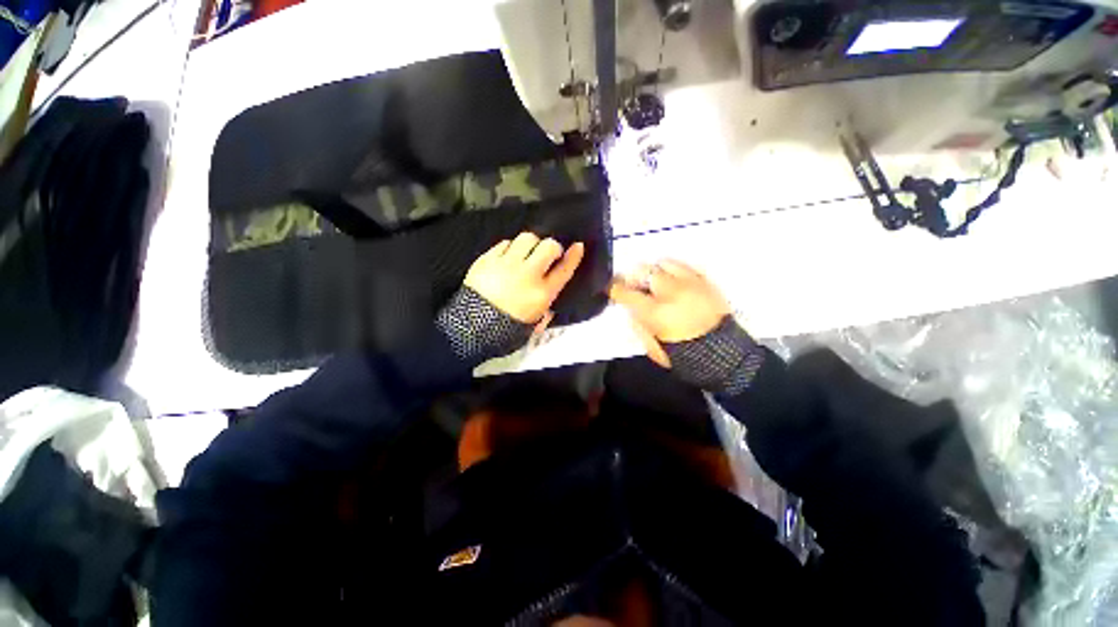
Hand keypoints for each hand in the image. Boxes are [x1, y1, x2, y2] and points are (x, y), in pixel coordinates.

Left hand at [464, 232, 584, 324]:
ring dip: (531, 244)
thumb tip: (549, 301)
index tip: (578, 246)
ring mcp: (506, 265)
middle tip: (547, 254)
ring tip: (526, 252)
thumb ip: (544, 312)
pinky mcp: (487, 259)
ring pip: (527, 238)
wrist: (470, 328)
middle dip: (552, 247)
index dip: (573, 256)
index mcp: (541, 294)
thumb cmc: (504, 330)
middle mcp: (527, 275)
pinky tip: (507, 256)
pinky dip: (510, 247)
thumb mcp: (532, 326)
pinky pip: (504, 243)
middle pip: (548, 246)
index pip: (564, 270)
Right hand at [609, 260, 730, 366]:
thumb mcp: (652, 347)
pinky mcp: (706, 282)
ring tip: (655, 282)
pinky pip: (685, 266)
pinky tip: (674, 281)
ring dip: (655, 271)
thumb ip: (638, 325)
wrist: (724, 354)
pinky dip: (674, 270)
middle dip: (634, 276)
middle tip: (633, 285)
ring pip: (664, 262)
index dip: (614, 288)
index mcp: (654, 311)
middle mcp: (670, 292)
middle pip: (644, 270)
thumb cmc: (684, 355)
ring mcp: (690, 284)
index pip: (625, 291)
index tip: (612, 289)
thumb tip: (631, 310)